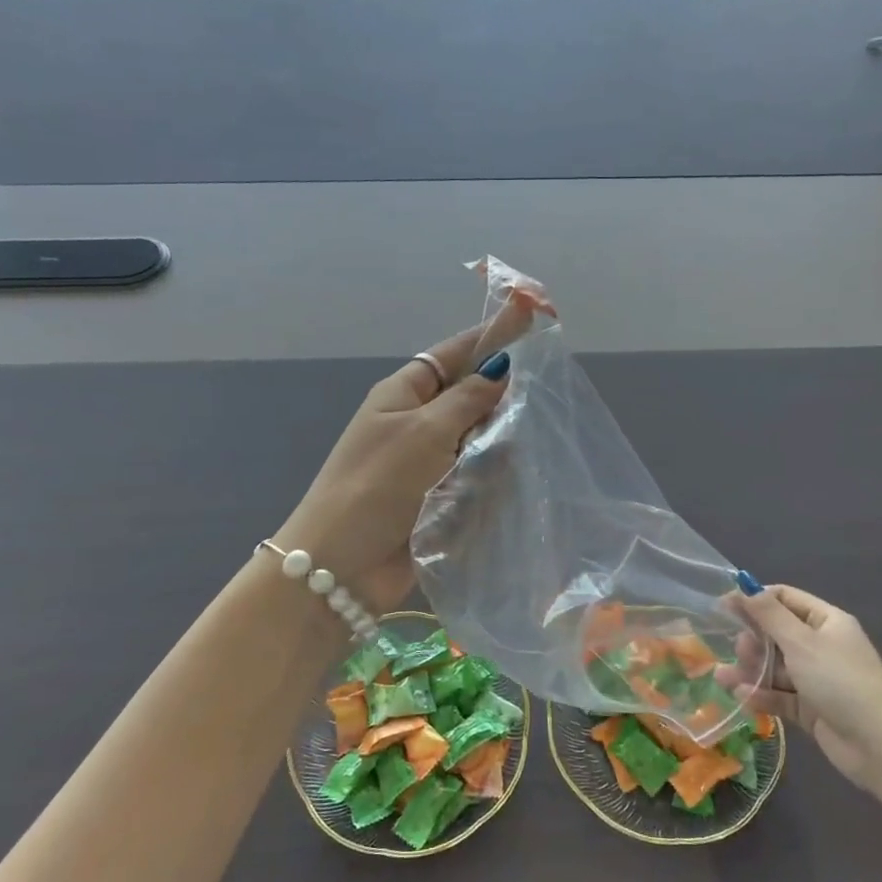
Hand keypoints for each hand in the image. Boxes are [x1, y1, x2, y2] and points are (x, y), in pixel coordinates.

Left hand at [275, 298, 532, 612]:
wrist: (341, 565)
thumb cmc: (378, 484)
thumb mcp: (425, 431)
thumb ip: (468, 398)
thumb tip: (501, 366)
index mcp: (405, 393)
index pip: (453, 353)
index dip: (490, 335)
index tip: (531, 316)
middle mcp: (418, 423)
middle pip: (471, 397)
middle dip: (501, 396)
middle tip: (540, 394)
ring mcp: (429, 463)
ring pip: (480, 439)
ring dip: (500, 441)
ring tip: (530, 441)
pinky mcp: (441, 500)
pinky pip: (478, 476)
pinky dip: (494, 476)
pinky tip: (517, 478)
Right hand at [731, 584, 881, 788]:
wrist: (879, 745)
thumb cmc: (840, 681)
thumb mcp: (801, 642)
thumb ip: (769, 615)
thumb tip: (743, 586)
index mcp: (826, 621)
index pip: (785, 599)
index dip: (755, 600)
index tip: (724, 606)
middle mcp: (821, 646)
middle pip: (776, 634)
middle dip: (752, 640)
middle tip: (736, 649)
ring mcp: (816, 678)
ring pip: (775, 667)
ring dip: (751, 670)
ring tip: (725, 678)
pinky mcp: (811, 708)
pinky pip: (780, 695)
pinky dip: (762, 695)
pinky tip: (742, 697)